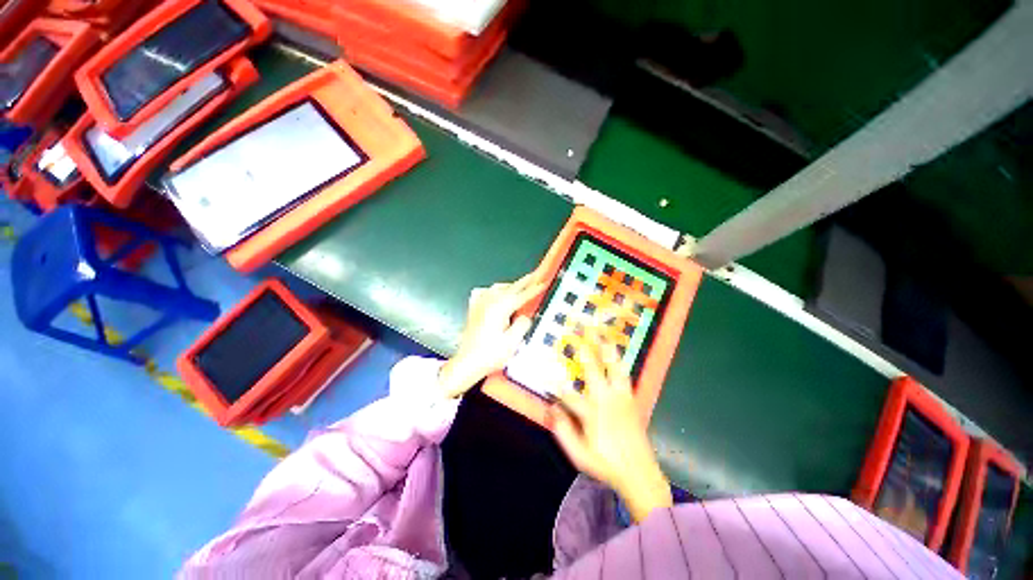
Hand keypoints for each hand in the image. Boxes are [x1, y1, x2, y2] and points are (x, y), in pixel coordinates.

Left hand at [438, 273, 545, 398]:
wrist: (467, 363)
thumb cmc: (489, 354)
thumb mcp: (512, 342)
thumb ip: (522, 325)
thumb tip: (526, 316)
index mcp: (500, 307)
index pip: (522, 295)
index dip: (534, 289)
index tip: (543, 282)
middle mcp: (489, 301)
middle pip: (511, 287)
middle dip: (524, 281)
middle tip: (535, 275)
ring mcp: (480, 303)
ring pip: (499, 288)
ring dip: (511, 286)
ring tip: (521, 287)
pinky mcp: (474, 309)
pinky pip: (486, 293)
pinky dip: (495, 291)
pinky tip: (497, 295)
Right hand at [548, 332, 671, 521]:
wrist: (640, 473)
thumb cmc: (606, 464)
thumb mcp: (578, 454)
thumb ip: (563, 430)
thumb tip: (551, 408)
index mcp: (591, 413)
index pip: (568, 394)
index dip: (555, 386)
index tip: (547, 377)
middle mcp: (606, 399)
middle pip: (592, 369)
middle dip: (584, 349)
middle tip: (580, 331)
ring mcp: (621, 397)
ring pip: (613, 367)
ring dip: (606, 349)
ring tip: (603, 334)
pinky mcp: (631, 399)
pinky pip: (624, 375)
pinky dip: (619, 362)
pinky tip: (616, 354)